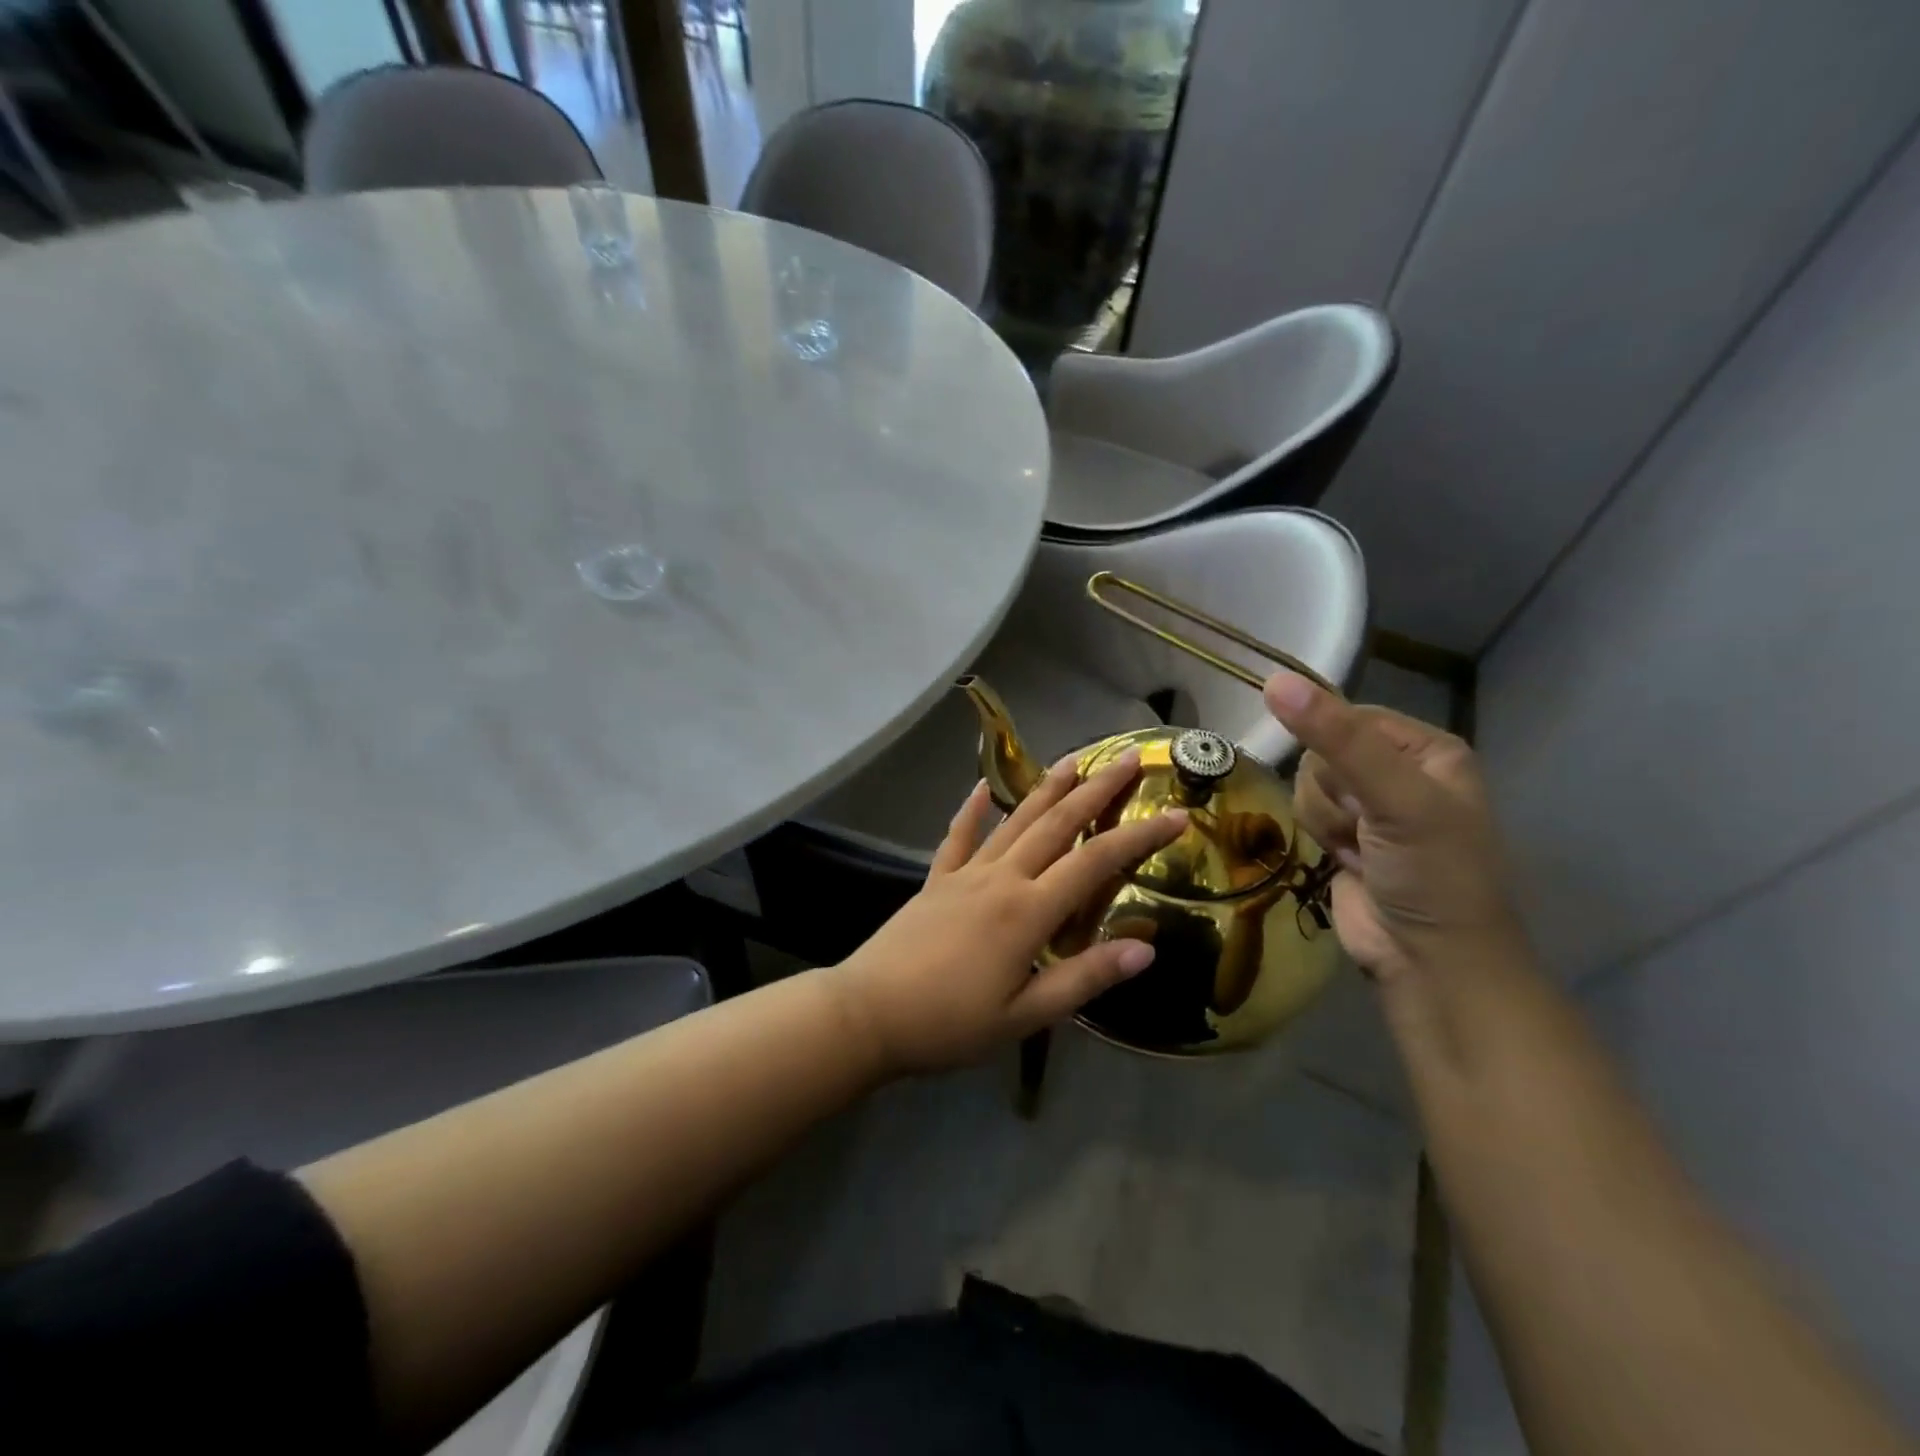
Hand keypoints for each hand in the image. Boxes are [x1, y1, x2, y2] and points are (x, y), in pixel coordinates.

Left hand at [827, 751, 1187, 1076]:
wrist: (869, 1014)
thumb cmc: (951, 1024)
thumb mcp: (1026, 1015)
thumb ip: (1084, 978)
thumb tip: (1145, 948)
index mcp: (1028, 911)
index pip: (1096, 862)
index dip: (1139, 837)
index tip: (1176, 814)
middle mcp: (1001, 878)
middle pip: (1056, 823)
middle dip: (1096, 789)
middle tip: (1127, 759)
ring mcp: (965, 874)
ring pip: (1014, 821)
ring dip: (1046, 788)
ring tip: (1073, 758)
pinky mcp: (936, 880)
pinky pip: (958, 837)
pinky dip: (973, 810)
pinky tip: (982, 787)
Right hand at [1264, 672, 1521, 985]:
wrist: (1428, 962)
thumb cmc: (1432, 874)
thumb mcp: (1395, 798)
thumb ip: (1336, 738)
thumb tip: (1274, 681)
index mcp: (1427, 750)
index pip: (1349, 716)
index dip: (1336, 749)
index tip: (1357, 788)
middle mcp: (1398, 771)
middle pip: (1321, 751)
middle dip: (1332, 793)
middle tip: (1366, 826)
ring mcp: (1369, 807)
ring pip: (1307, 783)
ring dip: (1325, 820)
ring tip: (1359, 850)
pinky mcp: (1344, 836)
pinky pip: (1305, 812)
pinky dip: (1320, 837)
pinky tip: (1346, 861)